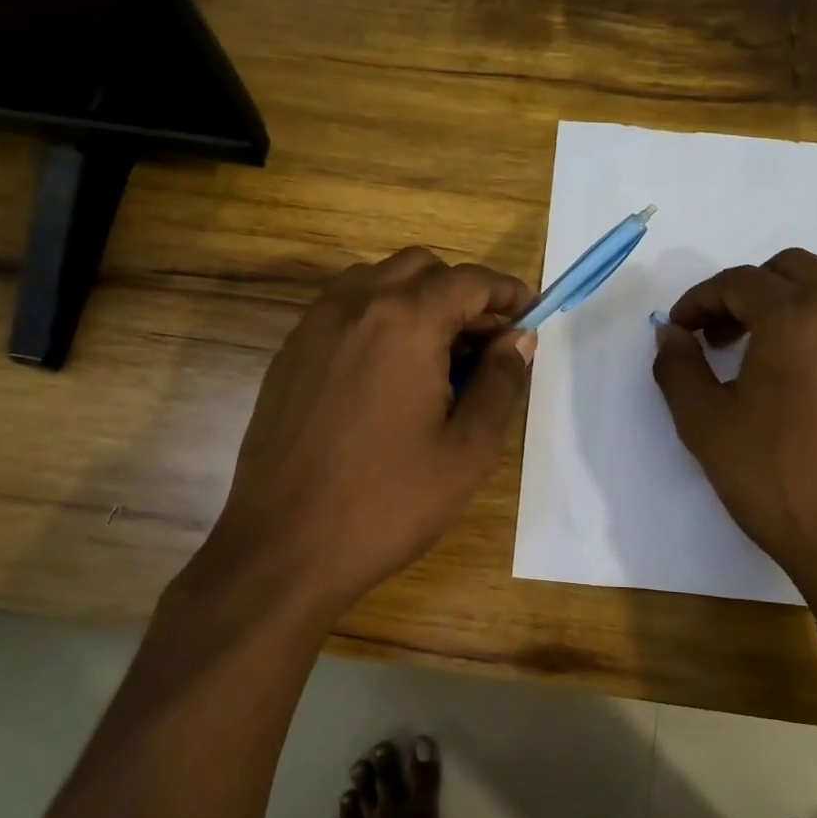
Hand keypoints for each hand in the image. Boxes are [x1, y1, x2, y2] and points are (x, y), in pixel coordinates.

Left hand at [195, 248, 536, 623]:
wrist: (285, 548)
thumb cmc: (388, 501)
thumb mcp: (468, 449)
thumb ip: (502, 382)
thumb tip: (519, 339)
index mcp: (404, 322)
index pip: (468, 281)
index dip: (508, 292)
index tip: (532, 315)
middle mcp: (354, 306)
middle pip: (421, 268)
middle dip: (463, 294)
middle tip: (488, 343)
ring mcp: (313, 327)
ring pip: (377, 281)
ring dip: (418, 300)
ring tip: (440, 355)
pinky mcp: (289, 354)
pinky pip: (343, 310)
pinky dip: (379, 318)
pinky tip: (391, 372)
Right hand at [652, 249, 816, 630]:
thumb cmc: (775, 480)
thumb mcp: (704, 423)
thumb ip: (678, 365)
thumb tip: (672, 333)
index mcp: (800, 317)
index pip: (739, 282)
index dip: (700, 300)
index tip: (681, 330)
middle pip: (789, 270)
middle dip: (746, 294)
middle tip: (720, 337)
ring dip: (787, 308)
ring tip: (763, 359)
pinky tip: (807, 381)